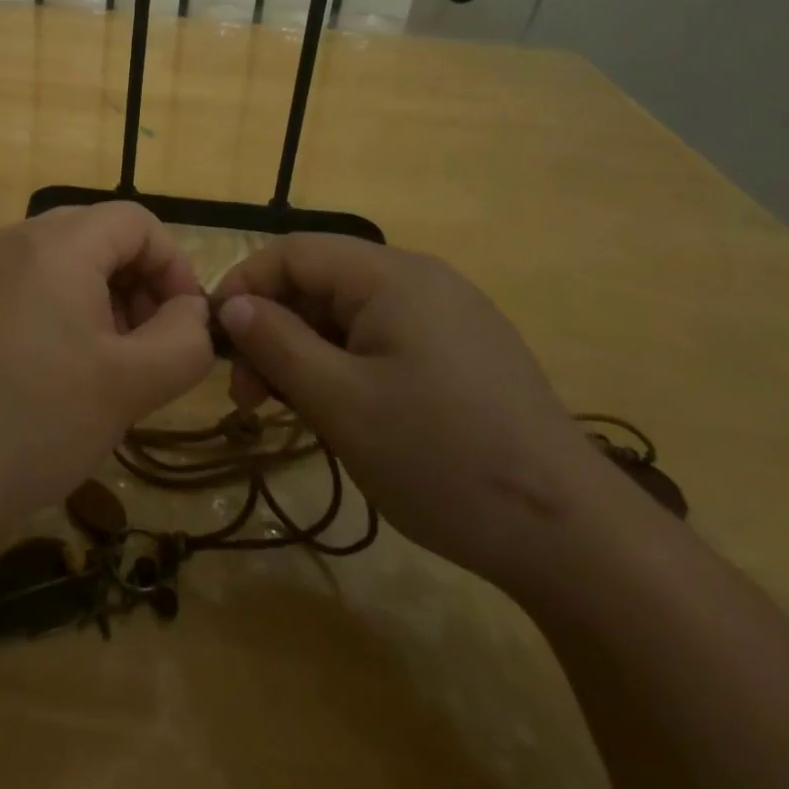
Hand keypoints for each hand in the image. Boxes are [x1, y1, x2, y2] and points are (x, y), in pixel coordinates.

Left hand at [0, 203, 213, 523]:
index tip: (186, 324)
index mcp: (57, 243)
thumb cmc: (39, 421)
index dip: (174, 266)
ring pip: (70, 263)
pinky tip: (73, 373)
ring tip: (116, 366)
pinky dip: (71, 313)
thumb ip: (184, 338)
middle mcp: (18, 240)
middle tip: (152, 348)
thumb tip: (193, 313)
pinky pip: (37, 287)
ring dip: (108, 301)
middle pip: (102, 236)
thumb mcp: (132, 382)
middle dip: (141, 284)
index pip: (137, 222)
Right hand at [213, 235, 609, 587]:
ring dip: (307, 352)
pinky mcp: (464, 351)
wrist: (571, 536)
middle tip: (251, 397)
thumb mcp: (340, 403)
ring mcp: (449, 315)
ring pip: (350, 314)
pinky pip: (384, 338)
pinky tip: (343, 412)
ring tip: (291, 411)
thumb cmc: (440, 458)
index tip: (216, 341)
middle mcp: (421, 279)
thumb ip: (277, 344)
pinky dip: (346, 364)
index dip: (244, 286)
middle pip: (321, 283)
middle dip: (274, 330)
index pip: (293, 253)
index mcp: (392, 276)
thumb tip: (232, 305)